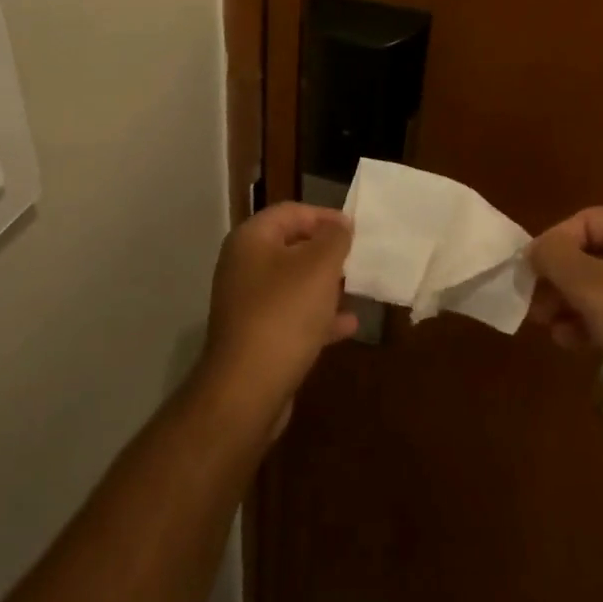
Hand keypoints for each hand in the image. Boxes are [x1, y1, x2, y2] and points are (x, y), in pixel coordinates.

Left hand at [199, 202, 358, 433]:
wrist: (247, 389)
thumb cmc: (285, 314)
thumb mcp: (319, 267)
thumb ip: (334, 238)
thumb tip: (341, 223)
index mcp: (251, 240)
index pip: (291, 212)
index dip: (325, 216)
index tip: (356, 230)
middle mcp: (244, 266)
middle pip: (291, 247)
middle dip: (327, 252)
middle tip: (358, 258)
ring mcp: (248, 303)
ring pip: (294, 283)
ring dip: (326, 285)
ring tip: (357, 287)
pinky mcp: (256, 336)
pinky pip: (292, 316)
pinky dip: (318, 316)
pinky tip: (348, 324)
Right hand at [527, 207, 602, 360]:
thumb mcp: (587, 281)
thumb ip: (553, 256)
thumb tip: (534, 251)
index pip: (585, 221)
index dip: (554, 242)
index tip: (531, 272)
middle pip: (590, 255)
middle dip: (557, 279)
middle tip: (535, 304)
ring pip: (597, 287)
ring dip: (567, 303)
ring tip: (548, 326)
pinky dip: (587, 323)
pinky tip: (569, 342)